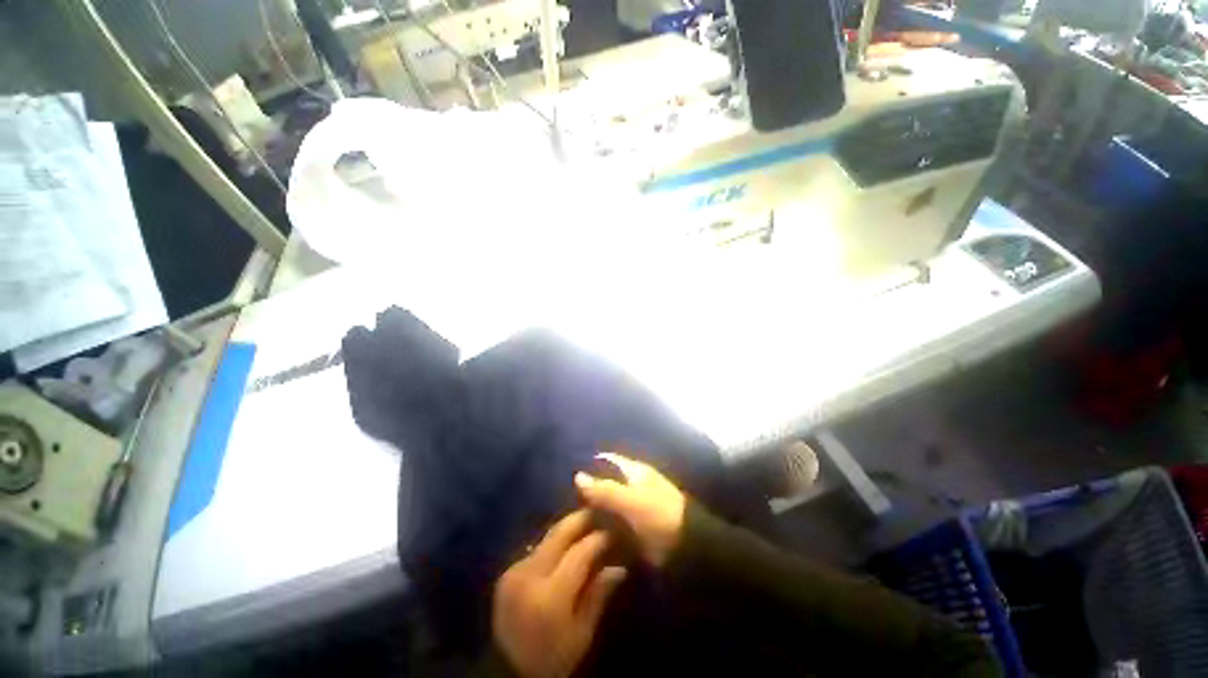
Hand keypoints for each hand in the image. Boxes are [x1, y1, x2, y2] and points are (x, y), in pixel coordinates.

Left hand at [492, 510, 627, 677]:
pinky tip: (566, 543)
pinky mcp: (508, 571)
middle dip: (581, 518)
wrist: (508, 673)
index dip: (598, 538)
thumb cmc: (552, 659)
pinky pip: (538, 547)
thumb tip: (619, 567)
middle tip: (599, 511)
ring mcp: (515, 570)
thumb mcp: (581, 634)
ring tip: (586, 523)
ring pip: (548, 536)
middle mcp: (530, 575)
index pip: (579, 552)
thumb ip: (598, 596)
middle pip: (559, 533)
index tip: (613, 531)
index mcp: (550, 595)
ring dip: (568, 527)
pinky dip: (555, 542)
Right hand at [575, 453, 686, 567]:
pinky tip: (586, 535)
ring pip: (608, 505)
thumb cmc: (660, 515)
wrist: (686, 548)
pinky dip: (603, 527)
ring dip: (594, 512)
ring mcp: (634, 506)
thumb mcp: (631, 501)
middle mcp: (633, 485)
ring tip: (571, 521)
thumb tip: (577, 475)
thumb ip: (605, 490)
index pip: (608, 461)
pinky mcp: (635, 526)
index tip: (569, 478)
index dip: (591, 466)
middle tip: (566, 504)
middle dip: (589, 493)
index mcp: (635, 471)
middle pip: (606, 484)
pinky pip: (614, 523)